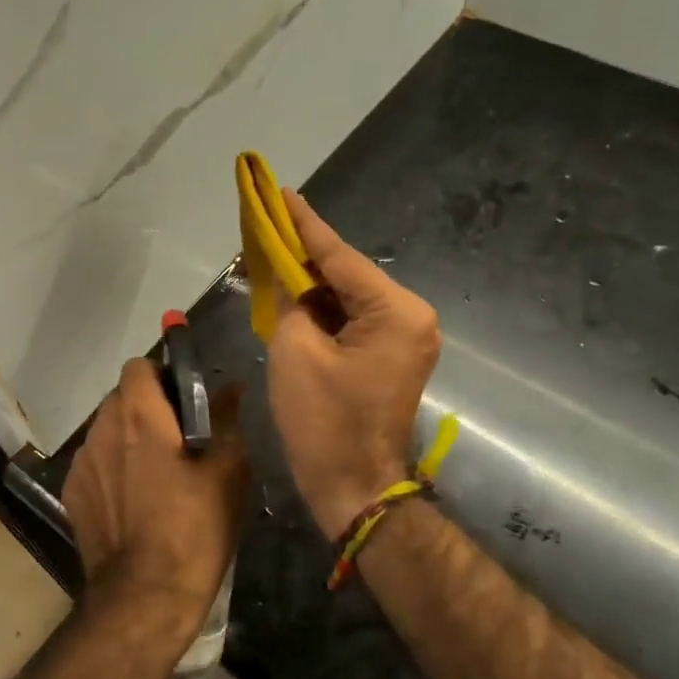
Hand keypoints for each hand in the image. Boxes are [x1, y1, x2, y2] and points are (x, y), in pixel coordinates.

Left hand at [63, 359, 248, 638]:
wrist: (145, 596)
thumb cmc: (194, 529)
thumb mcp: (227, 472)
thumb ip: (227, 420)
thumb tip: (230, 387)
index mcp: (138, 415)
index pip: (139, 366)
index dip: (162, 376)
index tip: (184, 402)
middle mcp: (101, 429)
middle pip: (120, 398)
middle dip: (147, 409)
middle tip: (178, 440)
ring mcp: (81, 463)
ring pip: (105, 431)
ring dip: (127, 439)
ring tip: (155, 474)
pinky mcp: (71, 493)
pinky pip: (94, 463)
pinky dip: (112, 468)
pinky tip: (133, 501)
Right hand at [267, 189, 440, 539]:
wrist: (352, 486)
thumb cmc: (323, 421)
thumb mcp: (295, 351)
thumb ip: (291, 302)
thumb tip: (289, 280)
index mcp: (396, 311)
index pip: (340, 257)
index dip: (303, 225)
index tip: (280, 192)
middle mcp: (411, 317)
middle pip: (347, 274)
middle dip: (304, 254)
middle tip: (267, 223)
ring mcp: (404, 339)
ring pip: (348, 297)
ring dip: (311, 283)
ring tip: (272, 254)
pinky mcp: (390, 357)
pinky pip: (351, 321)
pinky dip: (322, 310)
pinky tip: (291, 295)